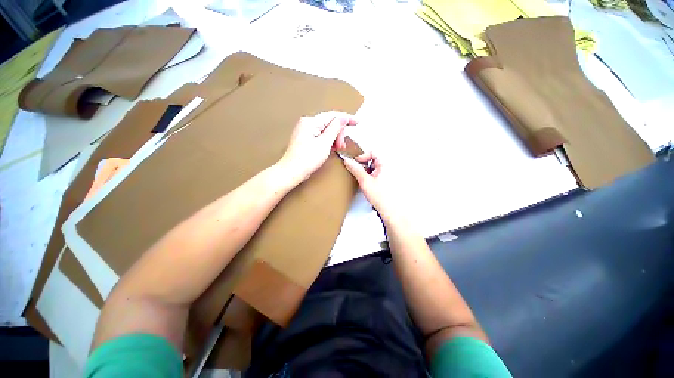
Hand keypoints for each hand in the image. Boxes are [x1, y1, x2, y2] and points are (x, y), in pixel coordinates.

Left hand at [278, 112, 356, 182]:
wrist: (292, 171)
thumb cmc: (306, 159)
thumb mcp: (325, 143)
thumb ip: (335, 129)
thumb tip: (343, 118)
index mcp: (311, 122)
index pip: (333, 115)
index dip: (346, 119)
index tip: (356, 122)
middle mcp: (307, 123)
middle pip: (329, 123)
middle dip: (338, 133)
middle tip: (341, 145)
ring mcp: (305, 130)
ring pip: (325, 130)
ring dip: (334, 138)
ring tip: (337, 148)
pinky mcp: (305, 138)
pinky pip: (320, 135)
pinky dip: (327, 141)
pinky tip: (330, 147)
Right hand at [342, 151, 401, 220]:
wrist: (390, 210)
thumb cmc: (382, 197)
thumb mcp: (365, 181)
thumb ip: (355, 169)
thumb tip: (348, 161)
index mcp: (386, 164)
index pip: (373, 152)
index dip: (363, 156)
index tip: (356, 163)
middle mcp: (389, 167)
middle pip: (373, 159)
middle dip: (364, 165)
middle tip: (359, 172)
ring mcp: (388, 174)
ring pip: (374, 167)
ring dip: (366, 171)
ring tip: (364, 180)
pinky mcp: (386, 180)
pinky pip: (376, 174)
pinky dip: (370, 176)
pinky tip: (368, 184)